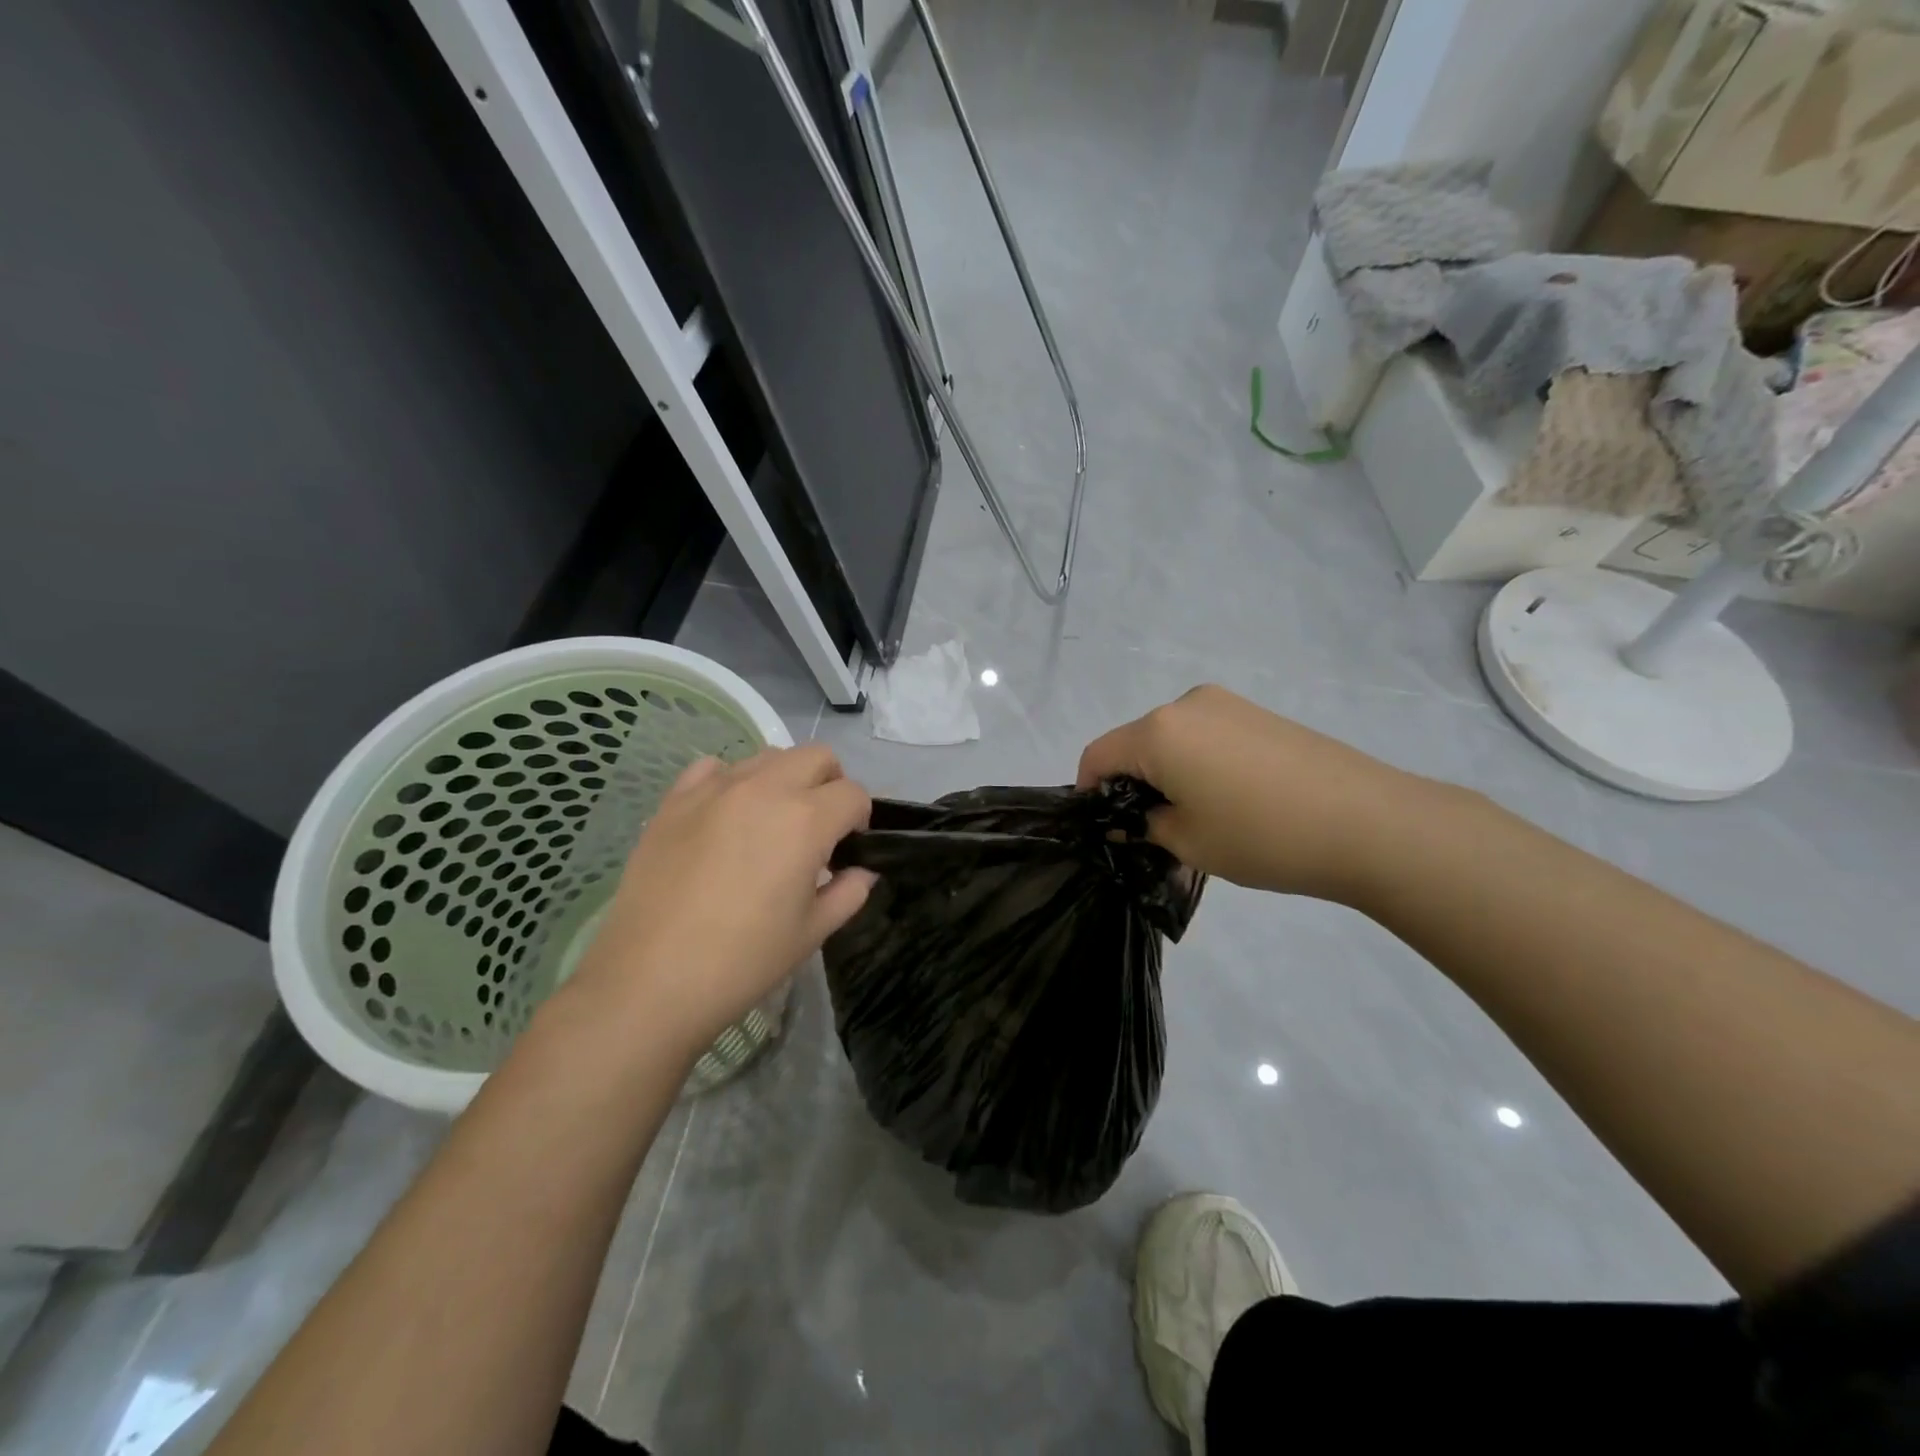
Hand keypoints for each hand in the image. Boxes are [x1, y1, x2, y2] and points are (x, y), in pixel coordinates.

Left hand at [566, 745, 874, 1058]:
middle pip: (817, 757)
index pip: (854, 794)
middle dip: (830, 784)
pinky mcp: (675, 800)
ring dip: (784, 779)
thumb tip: (861, 871)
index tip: (848, 847)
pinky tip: (725, 817)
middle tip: (818, 827)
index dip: (860, 819)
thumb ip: (848, 893)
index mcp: (806, 820)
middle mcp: (765, 789)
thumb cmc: (743, 961)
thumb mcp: (811, 932)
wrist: (650, 981)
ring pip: (767, 756)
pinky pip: (713, 767)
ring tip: (771, 822)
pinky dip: (731, 781)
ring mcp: (715, 789)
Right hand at [1077, 684, 1428, 901]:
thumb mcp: (1187, 842)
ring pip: (1172, 739)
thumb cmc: (1262, 835)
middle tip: (1151, 832)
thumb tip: (1129, 820)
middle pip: (1135, 743)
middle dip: (1131, 784)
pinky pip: (1206, 736)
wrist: (1371, 823)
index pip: (1098, 755)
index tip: (1103, 829)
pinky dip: (1198, 763)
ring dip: (1167, 774)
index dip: (1088, 792)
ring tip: (1197, 818)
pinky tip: (1230, 799)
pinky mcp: (1259, 714)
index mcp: (1159, 730)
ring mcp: (1228, 704)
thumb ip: (1143, 826)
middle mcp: (1186, 704)